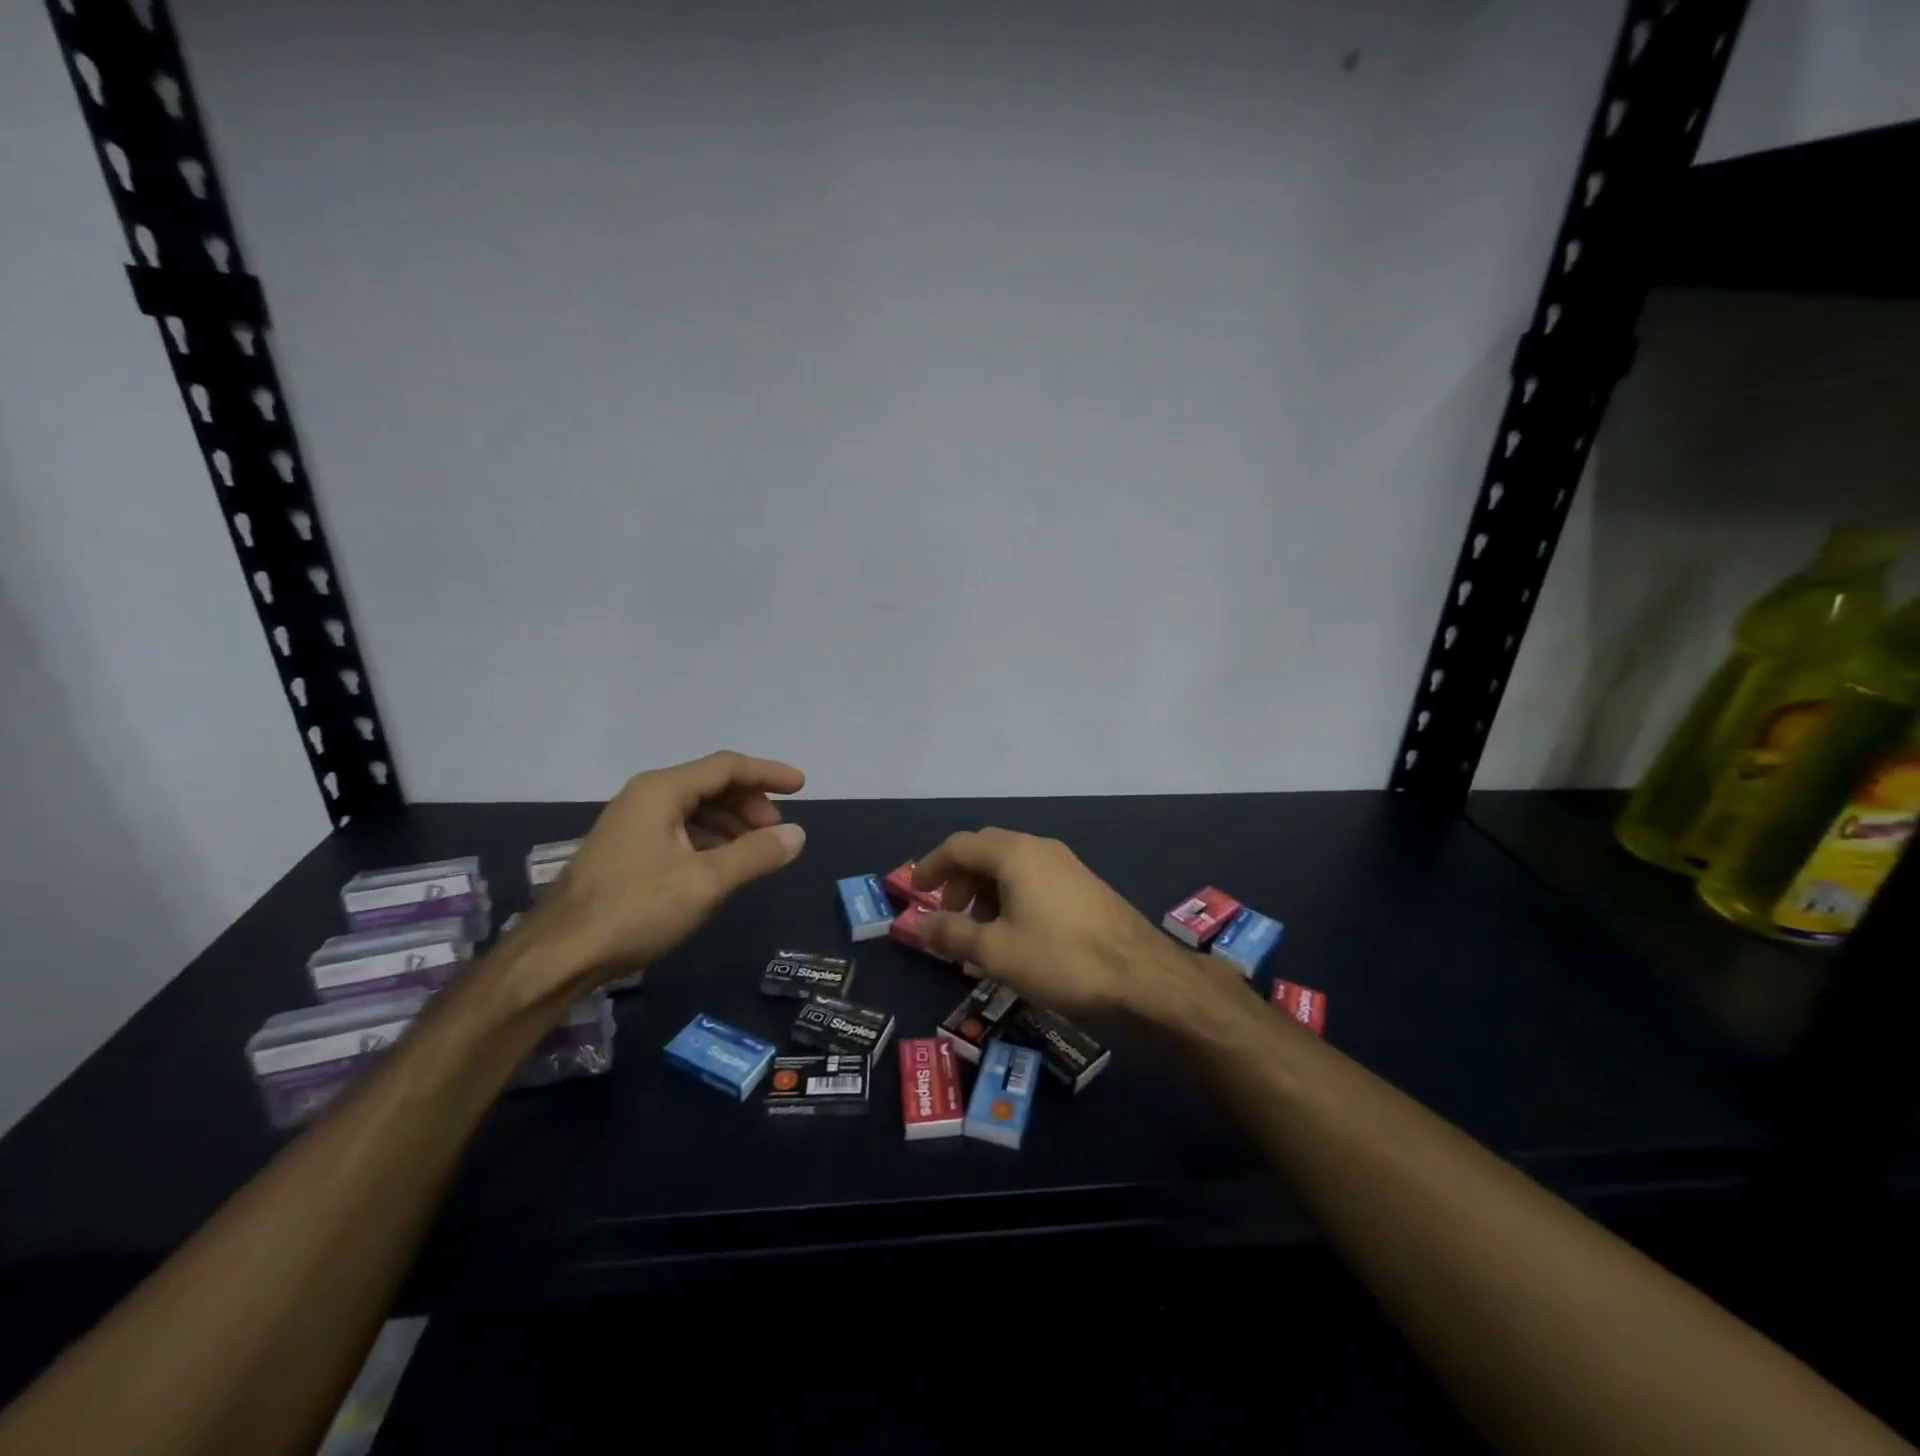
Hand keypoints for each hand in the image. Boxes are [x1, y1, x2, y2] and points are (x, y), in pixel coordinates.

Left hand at [525, 751, 805, 991]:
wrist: (558, 954)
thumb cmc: (634, 909)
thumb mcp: (704, 882)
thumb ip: (755, 854)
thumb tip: (797, 834)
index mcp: (662, 791)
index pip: (727, 767)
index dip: (768, 774)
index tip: (802, 788)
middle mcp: (646, 797)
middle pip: (711, 785)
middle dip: (751, 803)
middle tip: (778, 833)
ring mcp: (633, 823)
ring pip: (696, 809)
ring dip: (732, 824)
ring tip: (757, 851)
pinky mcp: (628, 849)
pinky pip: (681, 830)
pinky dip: (710, 840)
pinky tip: (723, 865)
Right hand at [911, 828, 1193, 1016]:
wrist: (1141, 975)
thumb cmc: (1060, 959)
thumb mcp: (996, 952)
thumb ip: (951, 935)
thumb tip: (918, 925)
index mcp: (1014, 853)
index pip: (959, 845)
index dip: (931, 865)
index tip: (915, 890)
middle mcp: (1039, 848)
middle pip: (985, 851)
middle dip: (960, 879)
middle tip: (949, 915)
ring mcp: (1066, 864)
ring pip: (1011, 866)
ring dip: (986, 890)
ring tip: (980, 932)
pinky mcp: (1083, 885)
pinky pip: (1034, 879)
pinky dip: (1011, 896)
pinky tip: (1015, 933)